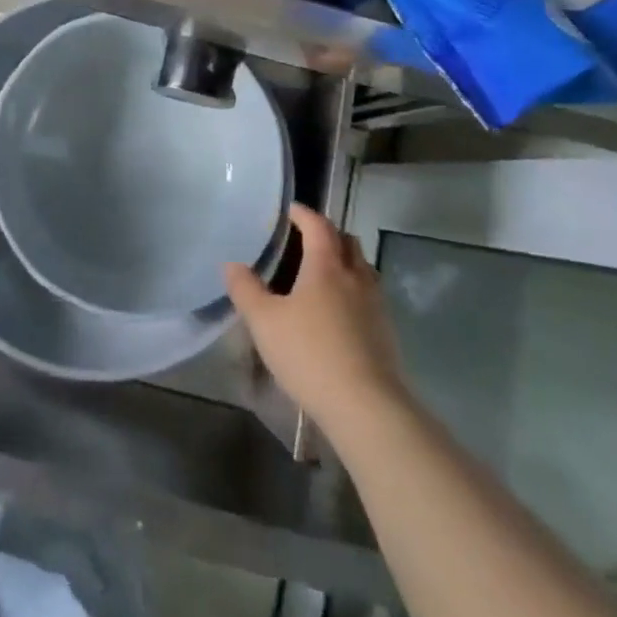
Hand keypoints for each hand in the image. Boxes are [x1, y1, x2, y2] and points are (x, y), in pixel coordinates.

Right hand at [225, 204, 410, 438]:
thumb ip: (245, 290)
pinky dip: (354, 289)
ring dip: (345, 261)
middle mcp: (355, 277)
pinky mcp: (386, 332)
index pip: (318, 226)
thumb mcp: (264, 322)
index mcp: (326, 267)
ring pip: (362, 268)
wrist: (366, 406)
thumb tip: (231, 264)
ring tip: (323, 274)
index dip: (303, 214)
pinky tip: (339, 311)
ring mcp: (376, 305)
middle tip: (306, 239)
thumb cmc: (310, 354)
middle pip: (347, 241)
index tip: (290, 210)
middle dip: (327, 234)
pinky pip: (369, 295)